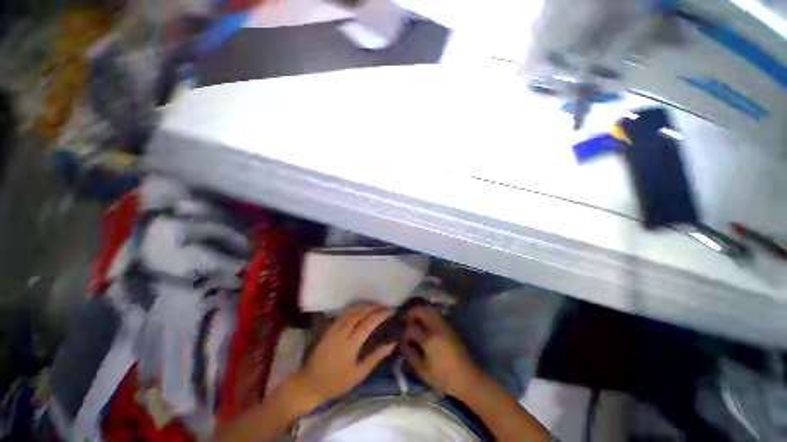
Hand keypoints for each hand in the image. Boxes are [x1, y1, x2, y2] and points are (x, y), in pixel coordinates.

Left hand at [297, 306, 395, 405]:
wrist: (310, 383)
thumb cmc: (337, 382)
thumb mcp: (359, 374)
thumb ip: (376, 356)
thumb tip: (391, 343)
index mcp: (350, 344)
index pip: (368, 323)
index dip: (381, 314)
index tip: (391, 310)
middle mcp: (342, 331)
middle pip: (360, 313)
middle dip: (374, 307)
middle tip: (385, 306)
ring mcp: (334, 328)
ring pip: (352, 311)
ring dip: (365, 306)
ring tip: (376, 306)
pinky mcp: (329, 328)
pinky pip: (345, 313)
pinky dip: (356, 309)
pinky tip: (361, 310)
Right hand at [401, 306, 483, 397]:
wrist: (468, 378)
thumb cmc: (443, 377)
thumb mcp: (422, 370)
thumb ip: (409, 354)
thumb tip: (402, 343)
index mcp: (429, 339)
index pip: (411, 328)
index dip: (403, 333)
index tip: (401, 339)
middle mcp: (436, 327)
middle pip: (421, 310)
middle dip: (411, 313)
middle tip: (404, 320)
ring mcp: (444, 325)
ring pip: (429, 309)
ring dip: (419, 311)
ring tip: (413, 320)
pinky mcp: (450, 326)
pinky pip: (436, 314)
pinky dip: (427, 314)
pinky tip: (424, 324)